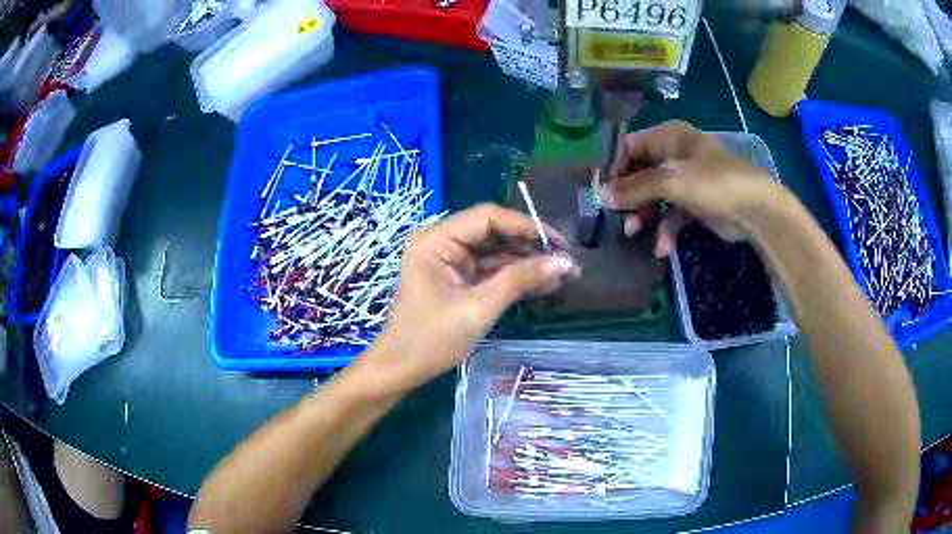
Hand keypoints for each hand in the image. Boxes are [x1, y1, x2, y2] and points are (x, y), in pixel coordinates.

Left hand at [357, 204, 578, 391]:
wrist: (401, 369)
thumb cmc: (431, 339)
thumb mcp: (479, 308)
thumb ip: (520, 280)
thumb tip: (565, 263)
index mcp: (435, 240)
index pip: (487, 218)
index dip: (526, 226)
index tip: (559, 243)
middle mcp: (441, 241)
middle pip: (493, 231)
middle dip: (529, 245)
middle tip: (565, 261)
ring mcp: (448, 260)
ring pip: (494, 250)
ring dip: (525, 262)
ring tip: (562, 274)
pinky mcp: (455, 277)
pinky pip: (488, 268)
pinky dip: (513, 276)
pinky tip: (541, 283)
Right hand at [605, 120, 787, 254]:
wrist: (755, 209)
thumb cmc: (712, 183)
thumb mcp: (670, 180)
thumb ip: (636, 188)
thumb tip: (604, 197)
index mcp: (669, 137)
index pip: (630, 146)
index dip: (616, 168)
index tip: (605, 191)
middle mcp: (676, 154)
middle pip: (641, 173)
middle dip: (629, 196)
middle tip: (617, 216)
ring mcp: (687, 180)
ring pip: (655, 195)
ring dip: (644, 215)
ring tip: (634, 233)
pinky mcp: (696, 203)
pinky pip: (672, 214)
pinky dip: (666, 229)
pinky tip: (662, 248)